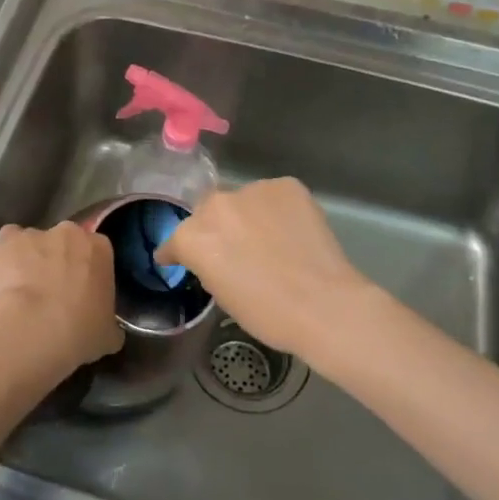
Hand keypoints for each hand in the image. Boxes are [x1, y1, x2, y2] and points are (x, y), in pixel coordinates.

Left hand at [0, 221, 122, 370]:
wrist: (36, 327)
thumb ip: (109, 322)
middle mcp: (70, 233)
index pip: (96, 252)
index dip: (87, 272)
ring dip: (30, 260)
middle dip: (59, 261)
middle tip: (52, 292)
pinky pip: (6, 242)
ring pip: (34, 243)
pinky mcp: (7, 240)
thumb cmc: (81, 331)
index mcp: (101, 249)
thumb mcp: (109, 334)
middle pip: (65, 241)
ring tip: (22, 292)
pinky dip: (4, 257)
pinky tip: (3, 280)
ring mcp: (36, 233)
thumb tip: (107, 328)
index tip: (80, 292)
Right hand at [156, 178, 377, 364]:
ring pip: (243, 201)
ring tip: (269, 240)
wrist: (323, 305)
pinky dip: (278, 210)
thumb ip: (209, 265)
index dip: (177, 252)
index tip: (179, 259)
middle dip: (216, 229)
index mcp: (193, 237)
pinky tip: (292, 231)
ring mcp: (253, 191)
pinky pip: (274, 196)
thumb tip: (217, 257)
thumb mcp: (222, 295)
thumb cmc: (267, 313)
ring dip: (249, 216)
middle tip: (235, 251)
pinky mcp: (287, 186)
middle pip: (208, 212)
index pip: (175, 240)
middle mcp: (216, 205)